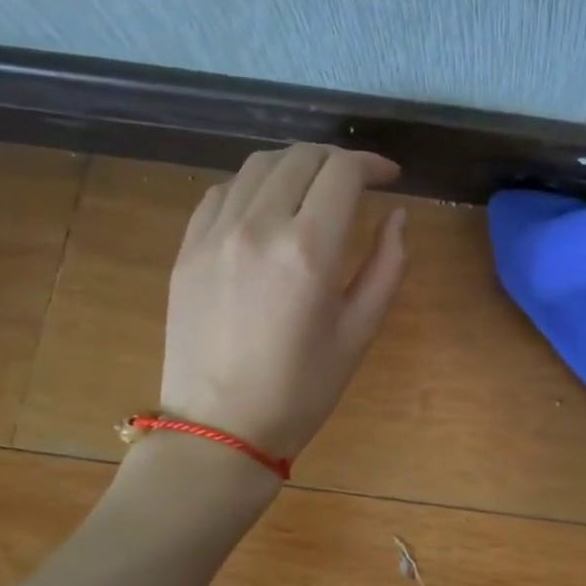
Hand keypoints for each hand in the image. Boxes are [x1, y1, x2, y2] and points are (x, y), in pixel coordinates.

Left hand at [158, 144, 407, 461]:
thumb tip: (397, 216)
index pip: (343, 172)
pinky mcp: (188, 246)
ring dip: (296, 165)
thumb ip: (387, 265)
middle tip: (358, 182)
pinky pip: (223, 191)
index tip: (390, 177)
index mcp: (309, 249)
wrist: (219, 427)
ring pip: (259, 165)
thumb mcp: (360, 331)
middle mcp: (259, 226)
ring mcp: (215, 232)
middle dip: (338, 160)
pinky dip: (254, 185)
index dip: (372, 164)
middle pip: (301, 157)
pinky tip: (268, 208)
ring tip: (315, 188)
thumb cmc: (302, 388)